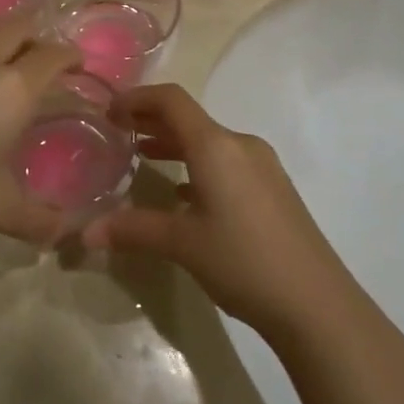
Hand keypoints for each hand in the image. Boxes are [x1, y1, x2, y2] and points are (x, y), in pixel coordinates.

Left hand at [0, 20, 80, 263]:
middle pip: (17, 26)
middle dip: (36, 38)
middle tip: (43, 63)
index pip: (51, 55)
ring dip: (0, 36)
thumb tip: (64, 231)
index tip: (77, 65)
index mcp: (12, 88)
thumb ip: (38, 216)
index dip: (69, 56)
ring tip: (4, 63)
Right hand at [81, 84, 356, 339]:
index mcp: (216, 146)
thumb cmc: (244, 261)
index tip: (108, 111)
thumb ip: (132, 230)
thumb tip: (85, 233)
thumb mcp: (182, 244)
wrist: (317, 304)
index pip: (171, 101)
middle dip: (151, 120)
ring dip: (174, 143)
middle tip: (118, 131)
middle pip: (189, 118)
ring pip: (209, 142)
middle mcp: (240, 145)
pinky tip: (183, 192)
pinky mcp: (273, 188)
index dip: (136, 98)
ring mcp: (262, 166)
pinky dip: (197, 165)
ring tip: (143, 155)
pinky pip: (226, 162)